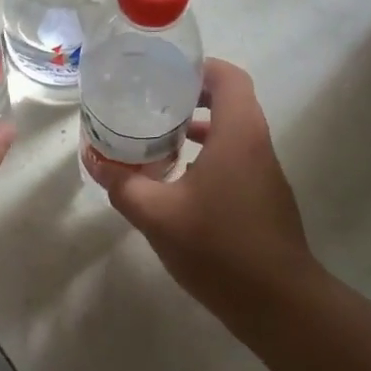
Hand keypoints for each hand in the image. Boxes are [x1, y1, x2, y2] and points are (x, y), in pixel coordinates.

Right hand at [83, 59, 318, 322]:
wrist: (277, 303)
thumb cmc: (219, 247)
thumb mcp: (157, 214)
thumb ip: (122, 184)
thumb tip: (92, 159)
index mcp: (238, 134)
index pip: (228, 77)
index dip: (198, 67)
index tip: (163, 72)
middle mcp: (256, 144)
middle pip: (229, 100)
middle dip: (190, 95)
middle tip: (150, 100)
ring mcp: (264, 172)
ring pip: (232, 131)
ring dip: (198, 127)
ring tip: (156, 135)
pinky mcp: (263, 197)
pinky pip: (234, 158)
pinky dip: (207, 154)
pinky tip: (176, 179)